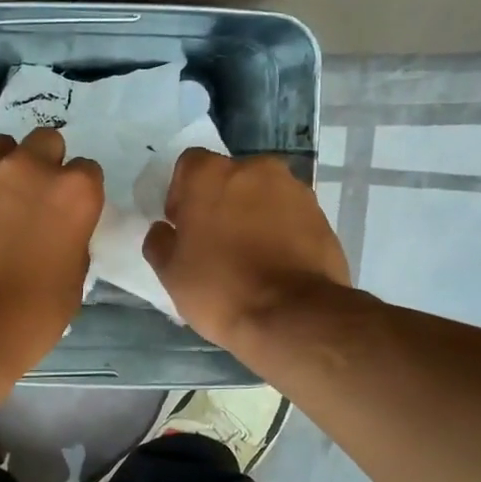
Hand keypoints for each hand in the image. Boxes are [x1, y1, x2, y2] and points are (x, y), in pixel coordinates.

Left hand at [0, 128, 103, 370]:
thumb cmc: (28, 316)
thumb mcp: (73, 281)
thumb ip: (71, 240)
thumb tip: (57, 231)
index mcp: (72, 193)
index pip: (86, 171)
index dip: (77, 193)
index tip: (67, 214)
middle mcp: (27, 168)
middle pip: (44, 142)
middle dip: (42, 165)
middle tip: (31, 201)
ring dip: (1, 170)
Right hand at [143, 150, 349, 349]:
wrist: (294, 316)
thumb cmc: (220, 288)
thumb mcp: (171, 272)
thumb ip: (159, 242)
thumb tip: (163, 230)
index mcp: (211, 174)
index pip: (189, 166)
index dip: (182, 194)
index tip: (184, 227)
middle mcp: (255, 169)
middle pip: (229, 178)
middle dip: (220, 203)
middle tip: (215, 243)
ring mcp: (294, 190)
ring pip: (262, 196)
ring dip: (252, 216)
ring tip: (249, 258)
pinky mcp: (321, 216)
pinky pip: (289, 216)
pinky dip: (280, 232)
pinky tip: (275, 266)